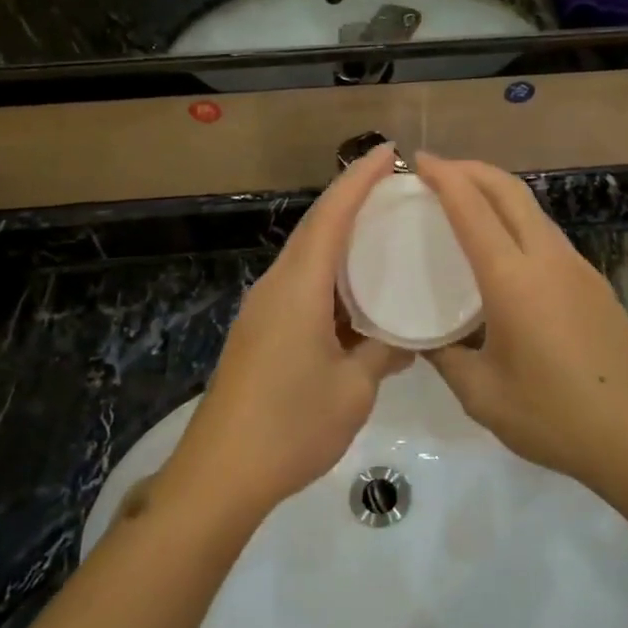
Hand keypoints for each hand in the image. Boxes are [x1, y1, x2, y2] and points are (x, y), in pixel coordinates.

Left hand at [160, 145, 412, 526]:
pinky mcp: (258, 332)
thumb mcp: (354, 389)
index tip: (389, 152)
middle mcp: (276, 286)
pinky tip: (354, 291)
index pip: (331, 217)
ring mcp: (262, 310)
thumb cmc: (292, 426)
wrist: (220, 474)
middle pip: (314, 228)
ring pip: (305, 256)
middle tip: (394, 189)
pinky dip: (329, 273)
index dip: (359, 180)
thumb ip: (384, 353)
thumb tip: (408, 339)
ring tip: (381, 232)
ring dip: (339, 238)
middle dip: (351, 200)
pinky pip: (298, 284)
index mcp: (299, 288)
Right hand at [415, 154, 627, 484]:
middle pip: (510, 191)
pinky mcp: (594, 282)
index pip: (472, 209)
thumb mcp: (482, 395)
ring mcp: (577, 267)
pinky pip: (547, 233)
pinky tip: (505, 248)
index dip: (445, 177)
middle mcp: (547, 259)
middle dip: (473, 169)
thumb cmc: (553, 416)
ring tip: (467, 201)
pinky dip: (518, 219)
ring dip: (498, 192)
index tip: (420, 160)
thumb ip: (445, 358)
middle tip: (439, 170)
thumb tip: (420, 338)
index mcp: (513, 280)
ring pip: (533, 209)